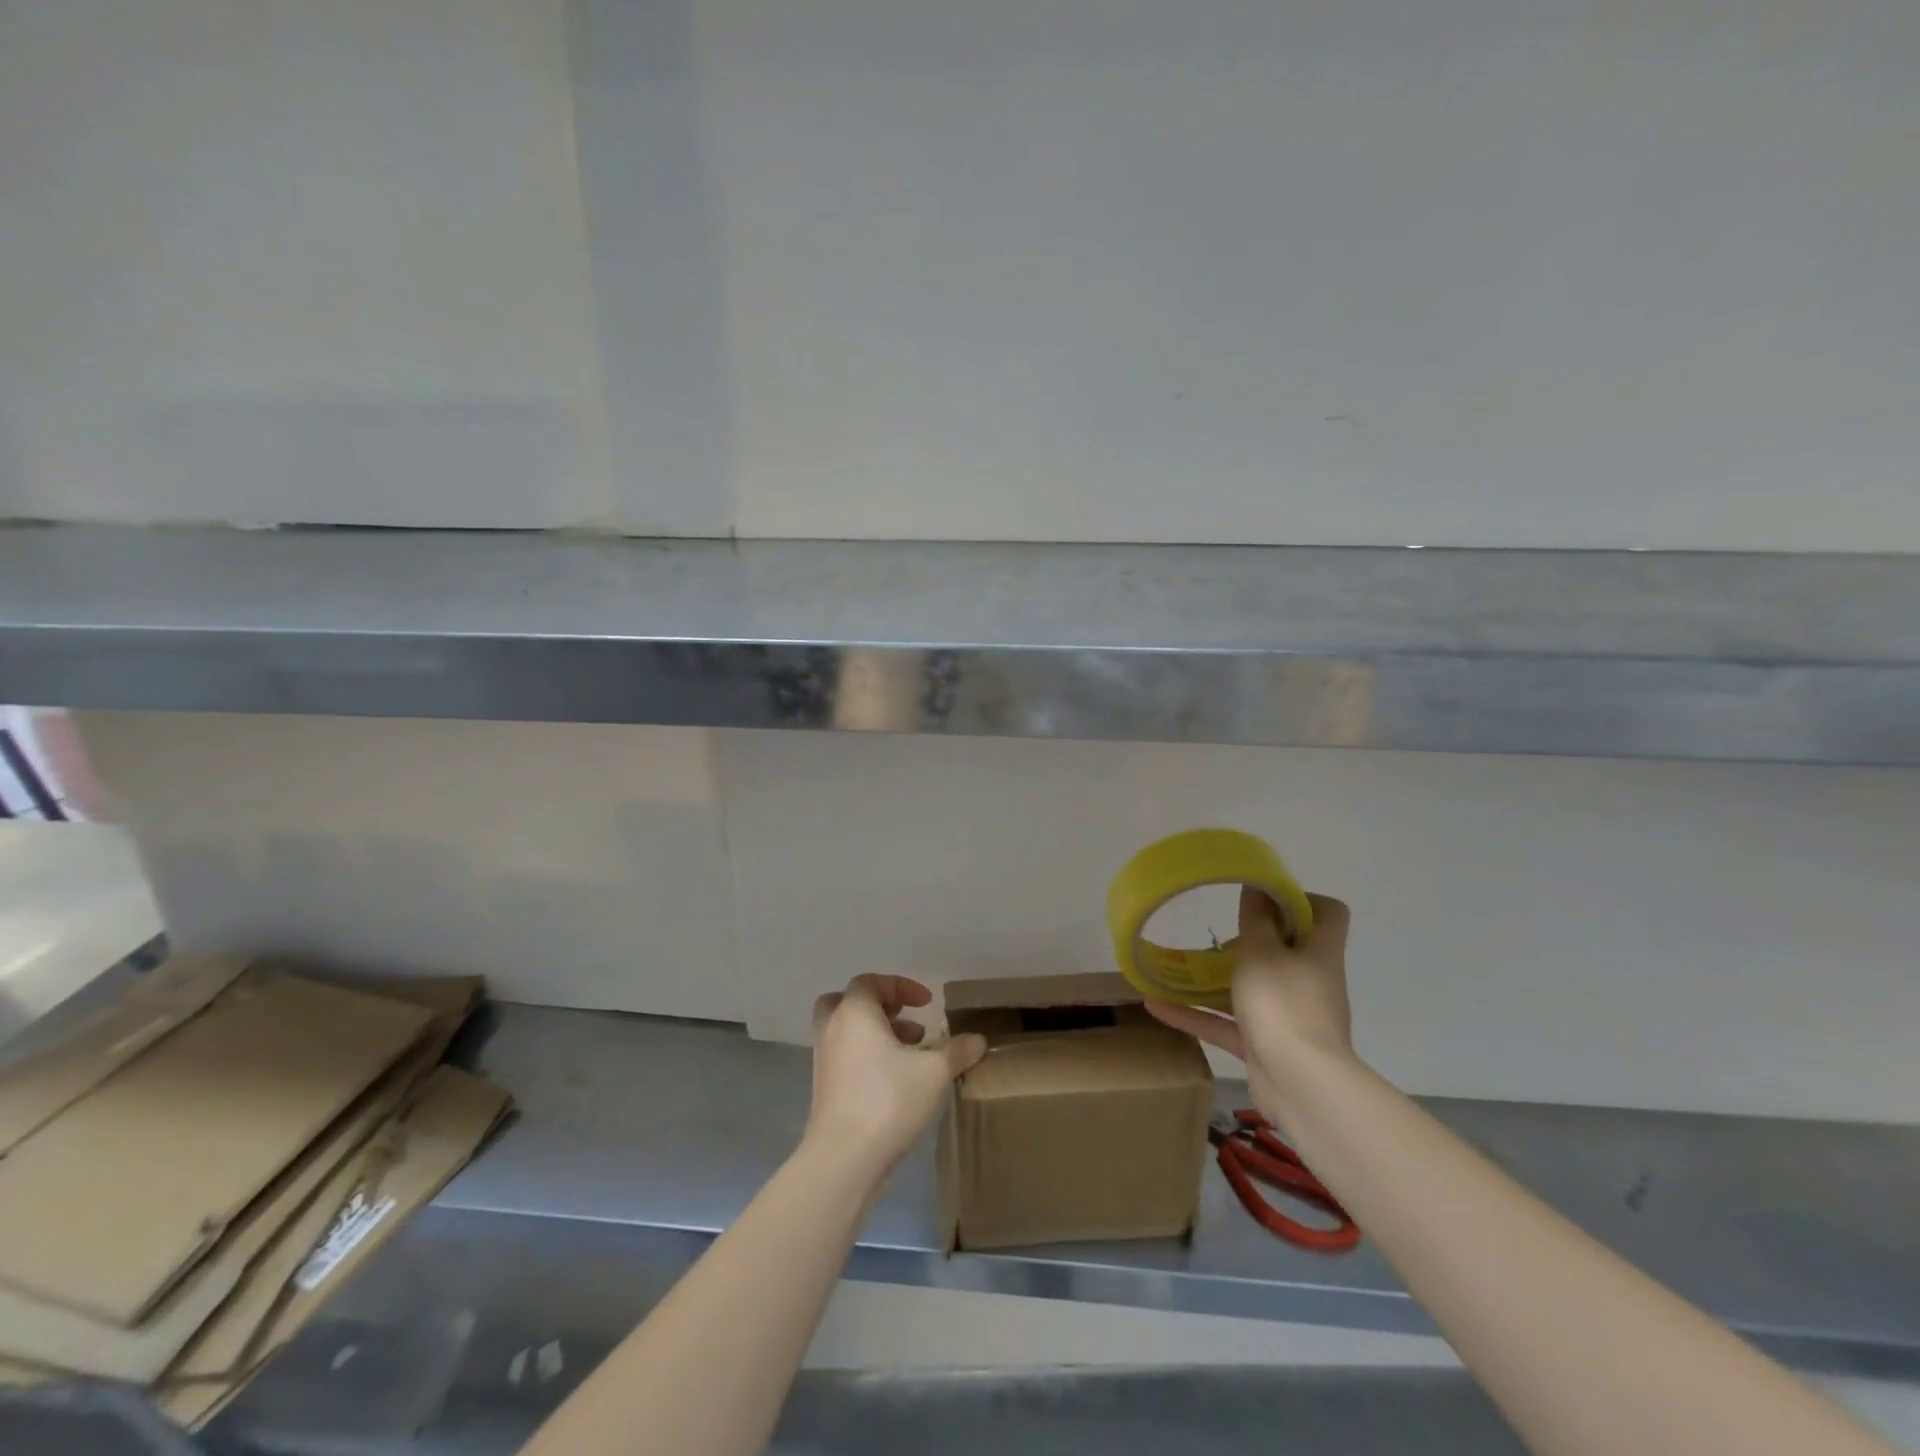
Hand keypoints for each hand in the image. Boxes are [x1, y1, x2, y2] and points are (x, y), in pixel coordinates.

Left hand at [807, 975, 987, 1172]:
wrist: (843, 1158)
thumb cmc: (888, 1100)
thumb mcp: (933, 1073)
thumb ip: (957, 1052)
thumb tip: (978, 1040)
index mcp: (854, 1013)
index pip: (870, 982)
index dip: (900, 986)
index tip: (927, 1003)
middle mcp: (833, 1030)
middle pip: (847, 1002)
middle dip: (878, 1006)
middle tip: (904, 1019)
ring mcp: (824, 1061)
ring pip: (845, 1032)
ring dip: (874, 1034)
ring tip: (910, 1053)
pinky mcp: (824, 1090)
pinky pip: (844, 1058)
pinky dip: (865, 1058)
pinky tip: (894, 1080)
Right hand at [1145, 888, 1355, 1128]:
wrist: (1300, 1085)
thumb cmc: (1283, 1004)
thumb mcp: (1262, 951)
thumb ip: (1256, 919)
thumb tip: (1258, 887)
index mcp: (1318, 952)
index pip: (1327, 913)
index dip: (1300, 899)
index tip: (1263, 897)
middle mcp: (1309, 980)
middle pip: (1287, 949)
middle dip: (1252, 938)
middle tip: (1218, 931)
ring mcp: (1289, 1015)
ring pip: (1253, 987)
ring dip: (1218, 979)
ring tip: (1181, 964)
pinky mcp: (1266, 1045)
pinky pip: (1229, 1023)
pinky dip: (1197, 1015)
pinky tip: (1156, 1005)